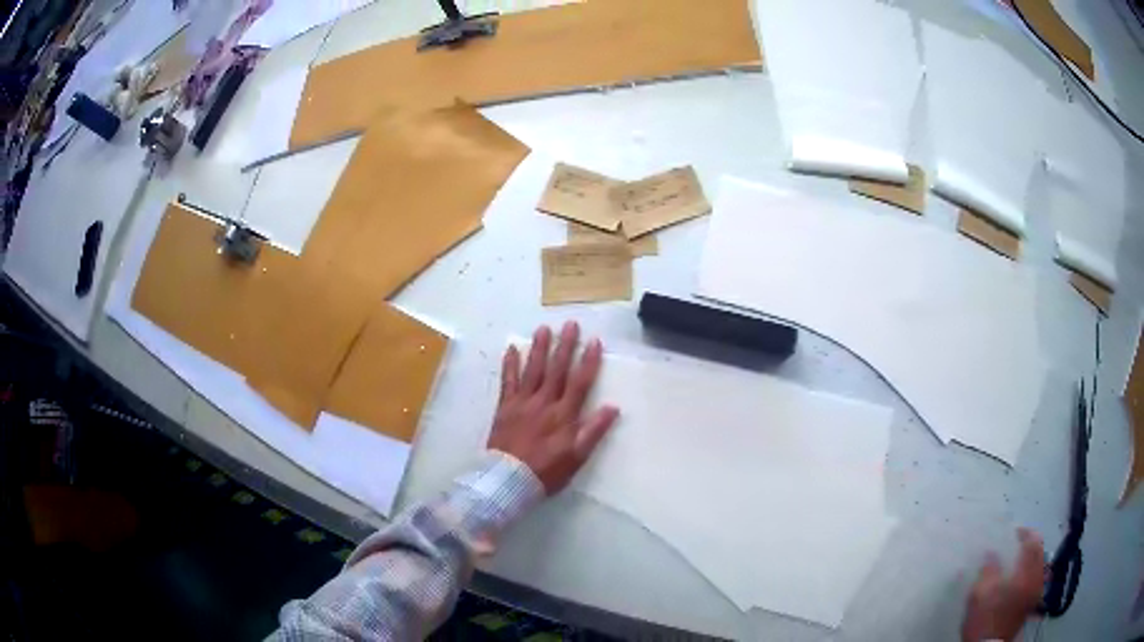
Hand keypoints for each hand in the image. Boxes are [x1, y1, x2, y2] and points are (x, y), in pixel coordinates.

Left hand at [488, 322, 619, 493]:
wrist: (508, 481)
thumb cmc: (546, 472)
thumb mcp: (577, 457)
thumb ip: (594, 431)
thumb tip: (613, 408)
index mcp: (564, 416)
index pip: (580, 383)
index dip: (588, 361)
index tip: (594, 341)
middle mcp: (544, 403)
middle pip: (557, 370)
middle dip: (565, 346)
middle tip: (570, 324)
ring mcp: (522, 403)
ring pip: (532, 370)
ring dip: (539, 348)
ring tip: (543, 329)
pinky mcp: (505, 407)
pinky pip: (507, 381)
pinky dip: (510, 365)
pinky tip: (511, 349)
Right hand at [961, 528, 1045, 641]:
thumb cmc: (984, 619)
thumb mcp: (980, 594)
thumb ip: (988, 570)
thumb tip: (992, 553)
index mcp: (1025, 572)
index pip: (1032, 541)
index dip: (1025, 532)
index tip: (1014, 532)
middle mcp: (1035, 578)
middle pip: (1040, 551)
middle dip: (1031, 544)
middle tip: (1019, 543)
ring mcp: (1036, 591)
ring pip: (1041, 564)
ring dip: (1033, 557)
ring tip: (1021, 560)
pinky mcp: (1032, 602)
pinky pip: (1038, 578)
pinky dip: (1034, 572)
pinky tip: (1025, 577)